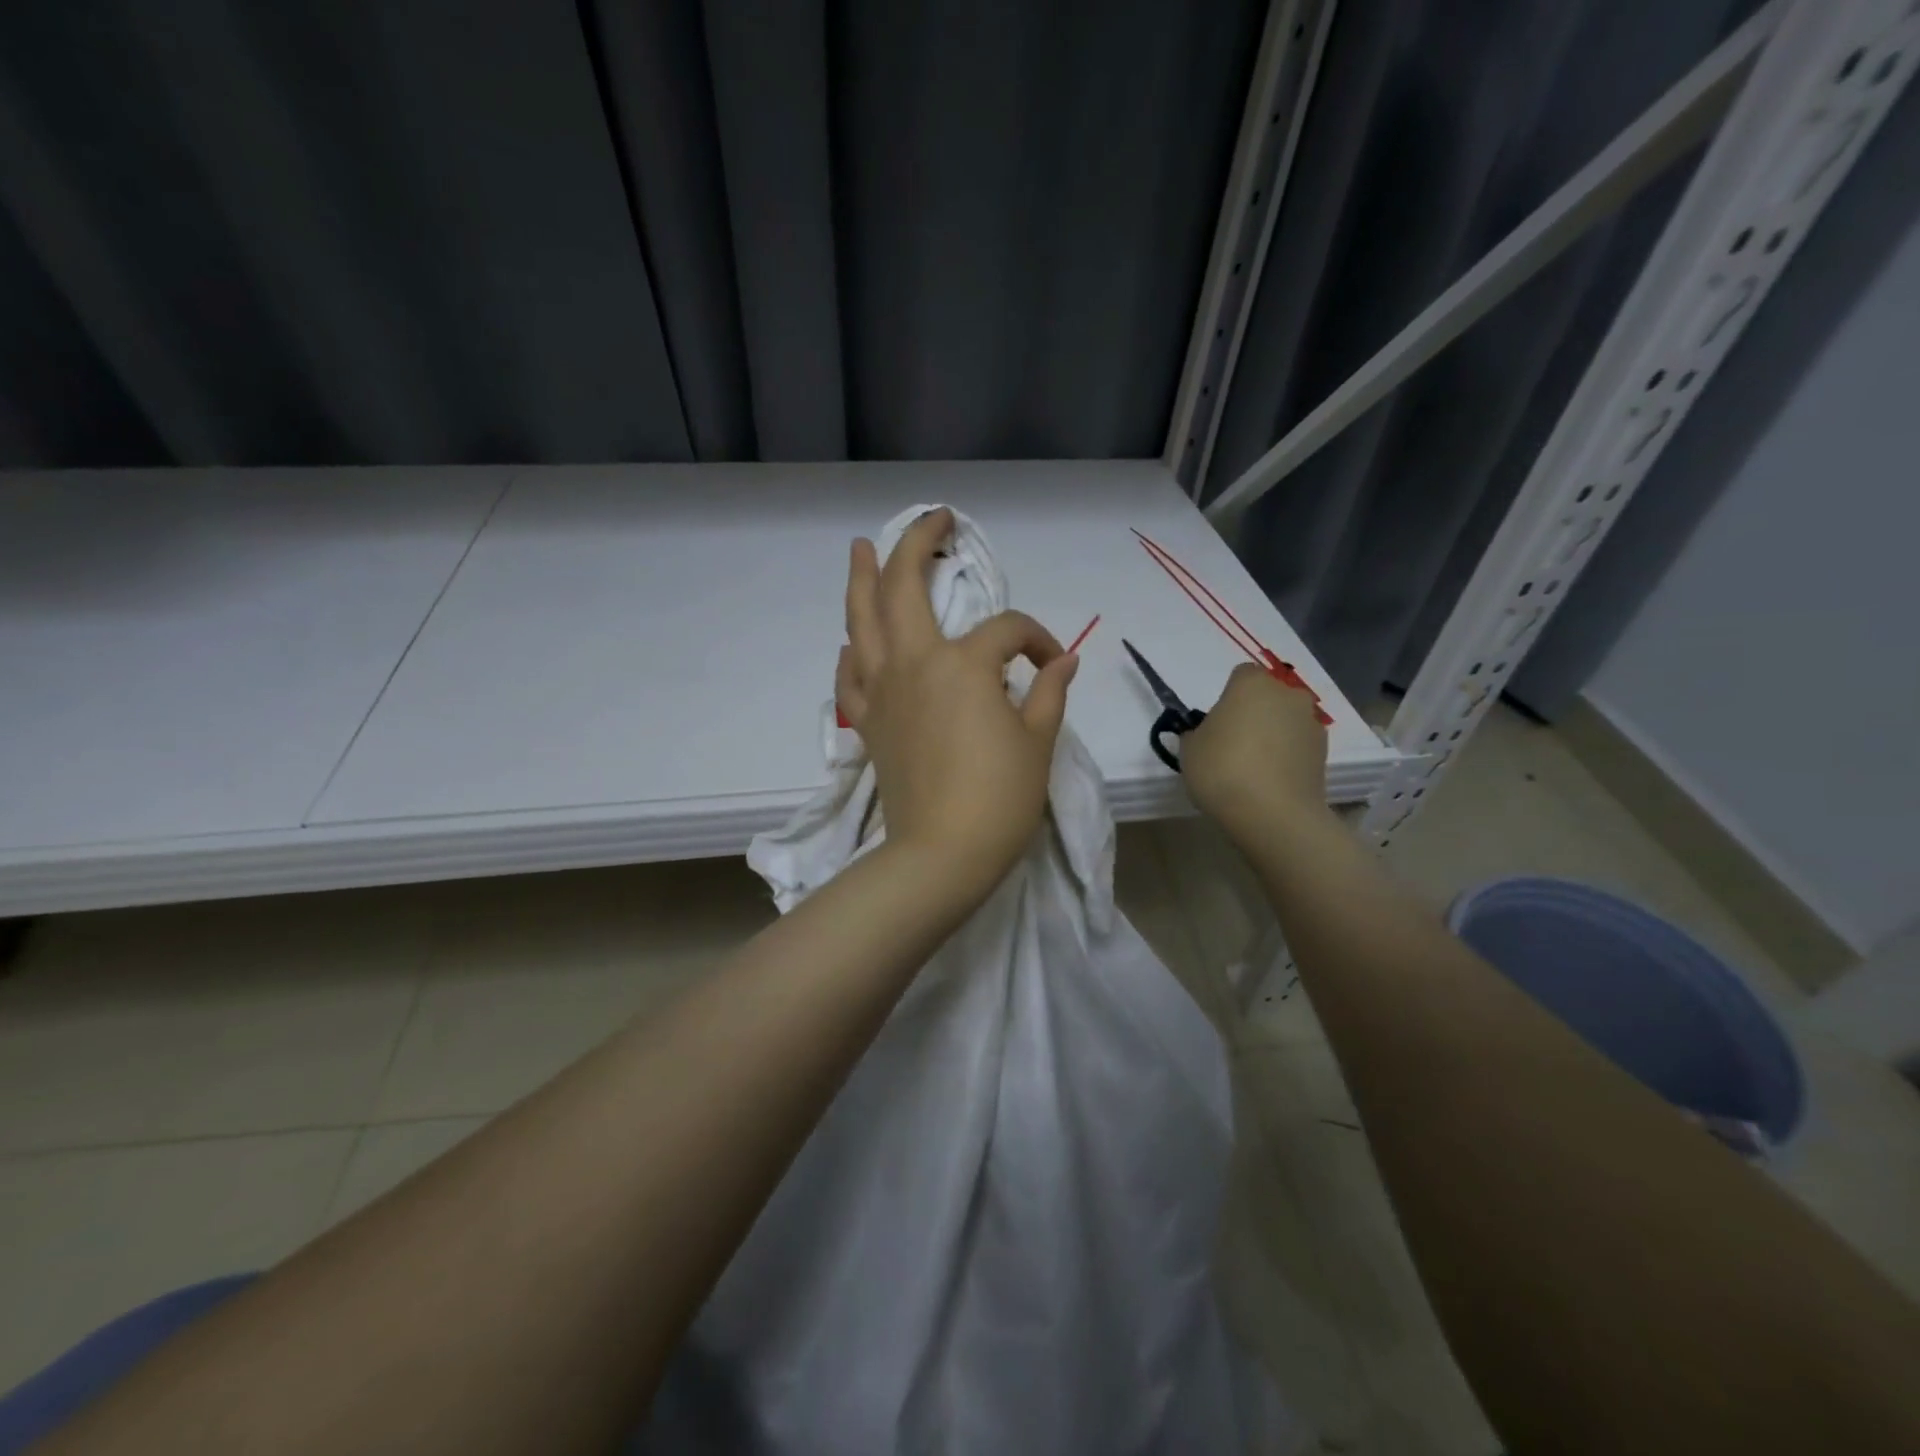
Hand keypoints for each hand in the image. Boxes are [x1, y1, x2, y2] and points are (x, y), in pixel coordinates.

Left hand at [836, 509, 1078, 893]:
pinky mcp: (868, 723)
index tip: (1052, 663)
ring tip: (861, 548)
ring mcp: (884, 692)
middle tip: (933, 520)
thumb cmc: (1000, 798)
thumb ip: (1049, 693)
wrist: (942, 853)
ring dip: (862, 580)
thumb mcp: (1037, 742)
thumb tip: (1063, 660)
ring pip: (862, 621)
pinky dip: (852, 653)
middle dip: (918, 544)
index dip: (1037, 639)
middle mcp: (915, 663)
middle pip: (906, 588)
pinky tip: (852, 642)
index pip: (1007, 631)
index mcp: (964, 664)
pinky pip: (851, 677)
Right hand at [1180, 661, 1329, 845]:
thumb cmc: (1222, 770)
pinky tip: (1271, 782)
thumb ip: (1197, 733)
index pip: (1241, 676)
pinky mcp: (1324, 753)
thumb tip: (1207, 734)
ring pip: (1286, 721)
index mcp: (1252, 684)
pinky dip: (1288, 757)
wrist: (1273, 814)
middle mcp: (1287, 694)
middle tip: (1234, 744)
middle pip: (1269, 696)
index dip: (1228, 697)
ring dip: (1274, 735)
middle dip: (1255, 713)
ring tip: (1254, 769)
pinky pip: (1299, 746)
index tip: (1218, 723)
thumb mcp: (1190, 750)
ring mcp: (1311, 723)